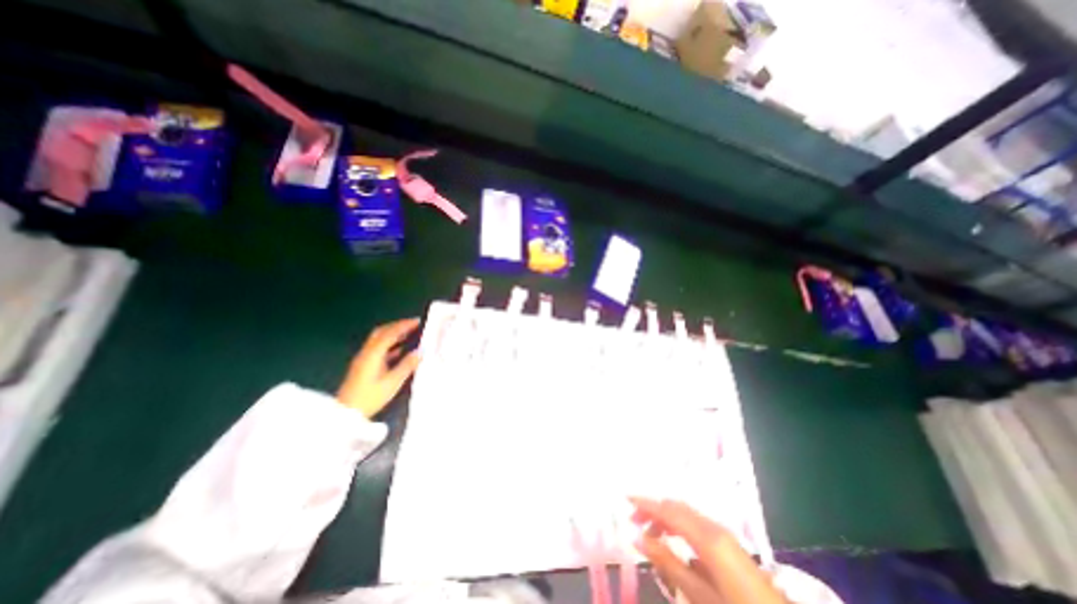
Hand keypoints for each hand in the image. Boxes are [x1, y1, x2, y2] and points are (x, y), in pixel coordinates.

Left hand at [338, 318, 423, 418]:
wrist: (346, 413)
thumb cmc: (370, 397)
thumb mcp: (393, 382)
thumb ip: (407, 365)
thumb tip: (420, 351)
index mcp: (373, 354)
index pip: (390, 333)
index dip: (404, 325)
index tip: (417, 321)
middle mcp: (366, 352)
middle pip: (381, 332)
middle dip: (397, 326)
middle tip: (413, 324)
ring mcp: (363, 359)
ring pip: (378, 339)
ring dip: (393, 333)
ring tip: (409, 333)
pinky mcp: (363, 366)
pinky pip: (377, 348)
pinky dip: (389, 344)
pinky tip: (399, 349)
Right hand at [629, 498, 787, 602]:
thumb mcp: (698, 595)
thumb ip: (667, 562)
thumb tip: (637, 537)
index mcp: (706, 536)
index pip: (667, 511)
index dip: (645, 503)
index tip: (625, 499)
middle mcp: (713, 527)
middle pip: (676, 508)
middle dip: (654, 509)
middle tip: (634, 521)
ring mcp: (723, 534)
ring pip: (686, 514)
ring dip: (666, 518)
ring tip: (650, 534)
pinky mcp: (728, 544)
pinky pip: (696, 524)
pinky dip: (679, 526)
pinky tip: (674, 542)